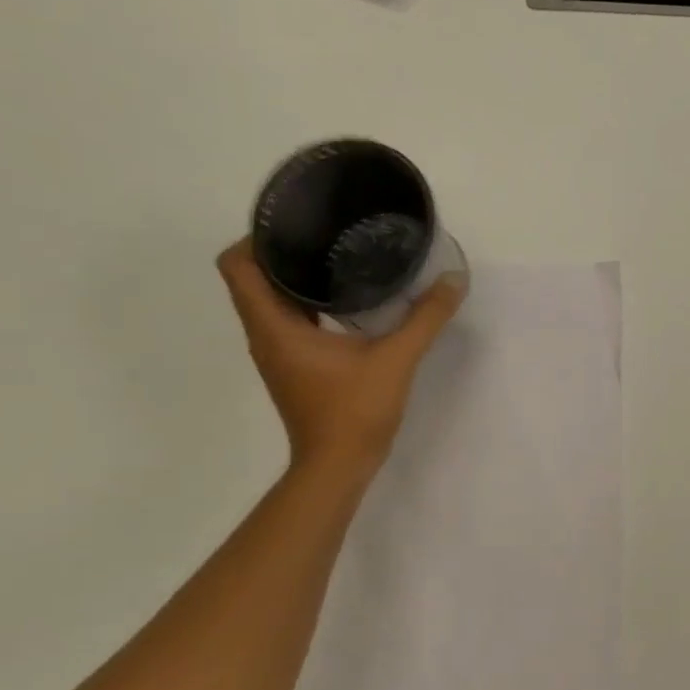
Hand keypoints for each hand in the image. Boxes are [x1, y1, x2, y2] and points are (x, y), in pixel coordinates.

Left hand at [217, 239, 465, 471]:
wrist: (338, 467)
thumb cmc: (354, 411)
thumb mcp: (396, 359)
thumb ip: (425, 318)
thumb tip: (453, 280)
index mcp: (274, 325)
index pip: (237, 265)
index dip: (256, 237)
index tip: (296, 223)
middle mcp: (265, 334)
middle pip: (252, 277)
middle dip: (283, 250)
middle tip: (327, 231)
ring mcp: (277, 352)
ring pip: (270, 299)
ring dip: (296, 277)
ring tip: (339, 257)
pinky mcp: (293, 366)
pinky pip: (289, 319)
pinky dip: (308, 302)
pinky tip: (348, 300)